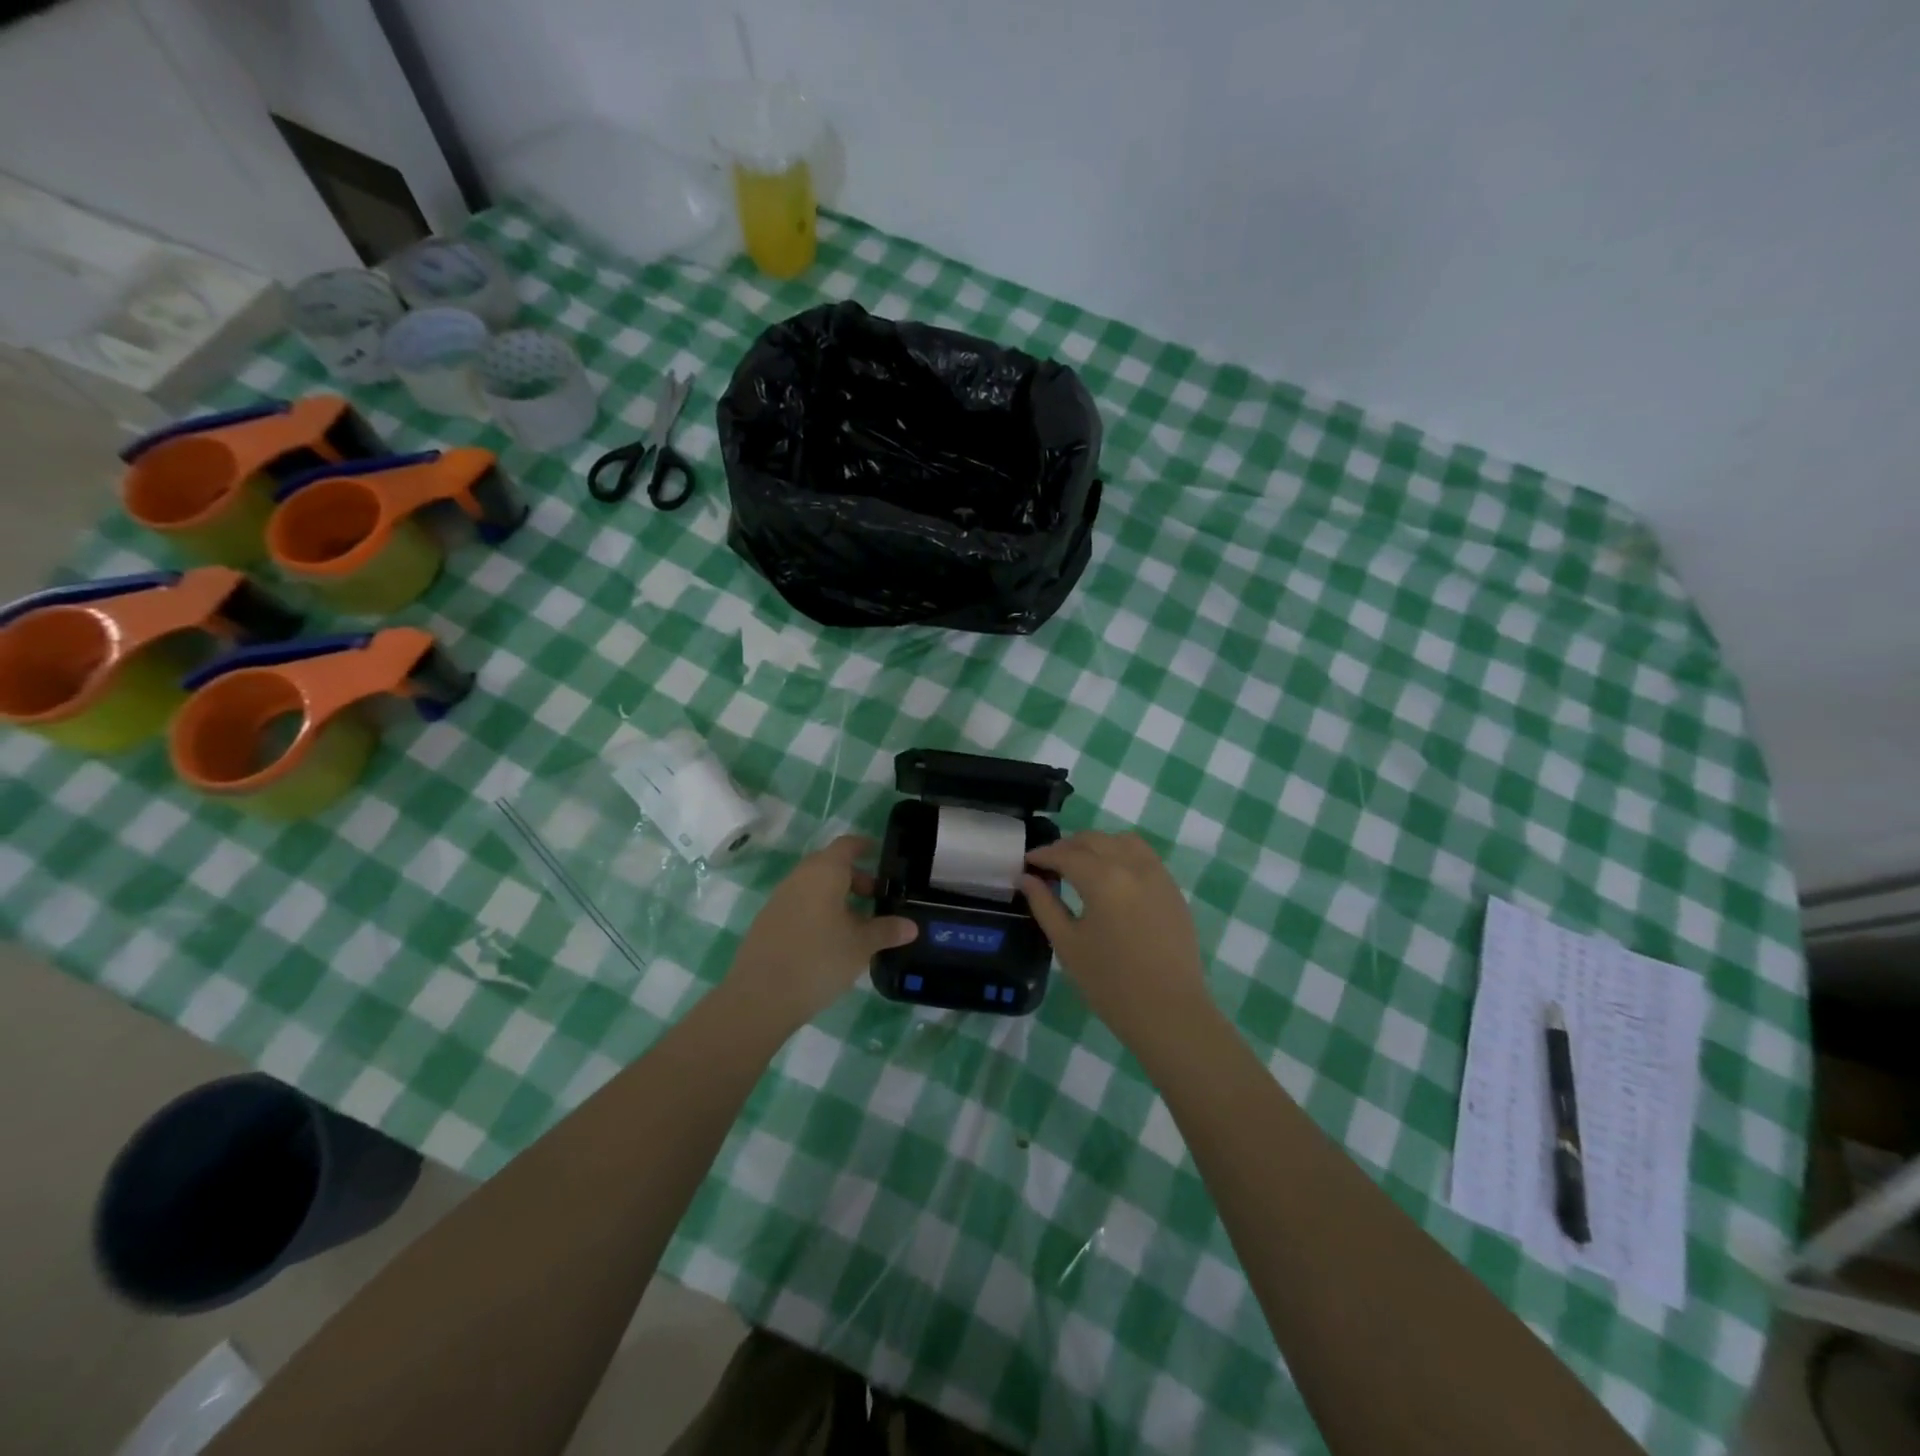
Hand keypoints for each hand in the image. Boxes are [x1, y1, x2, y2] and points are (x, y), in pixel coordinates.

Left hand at [729, 836, 916, 1026]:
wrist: (760, 997)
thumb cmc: (819, 959)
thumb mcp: (861, 946)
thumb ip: (886, 931)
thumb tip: (911, 926)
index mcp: (824, 872)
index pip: (847, 845)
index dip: (865, 847)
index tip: (880, 855)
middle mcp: (799, 877)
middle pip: (830, 865)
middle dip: (854, 878)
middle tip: (875, 899)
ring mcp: (779, 899)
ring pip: (814, 887)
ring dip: (836, 897)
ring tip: (856, 925)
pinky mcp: (768, 922)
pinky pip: (800, 905)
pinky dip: (818, 912)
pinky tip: (829, 941)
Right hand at [1022, 831, 1209, 1045]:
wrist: (1169, 1012)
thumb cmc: (1110, 983)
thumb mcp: (1068, 944)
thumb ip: (1044, 905)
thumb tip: (1027, 878)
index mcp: (1103, 879)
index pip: (1066, 854)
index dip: (1043, 855)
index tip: (1027, 862)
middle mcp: (1132, 866)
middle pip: (1094, 840)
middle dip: (1068, 846)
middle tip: (1049, 864)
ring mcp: (1157, 875)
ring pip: (1122, 841)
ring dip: (1097, 845)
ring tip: (1082, 864)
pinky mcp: (1172, 889)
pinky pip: (1144, 856)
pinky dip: (1122, 854)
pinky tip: (1112, 876)